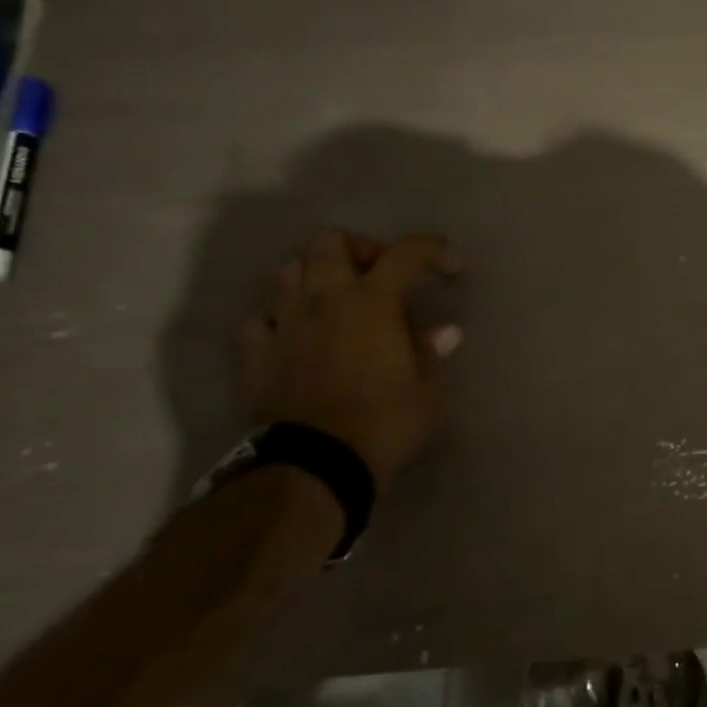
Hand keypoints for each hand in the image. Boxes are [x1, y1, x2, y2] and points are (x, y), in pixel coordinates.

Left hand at [238, 231, 463, 489]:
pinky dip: (277, 319)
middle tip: (377, 273)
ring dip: (313, 274)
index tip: (449, 266)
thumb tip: (444, 333)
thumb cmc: (383, 424)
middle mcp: (325, 299)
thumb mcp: (427, 392)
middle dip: (358, 248)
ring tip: (332, 296)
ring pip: (287, 270)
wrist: (315, 465)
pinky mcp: (256, 354)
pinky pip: (259, 319)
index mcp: (372, 301)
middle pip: (330, 242)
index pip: (405, 253)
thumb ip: (431, 354)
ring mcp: (285, 323)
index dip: (432, 250)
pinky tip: (293, 334)